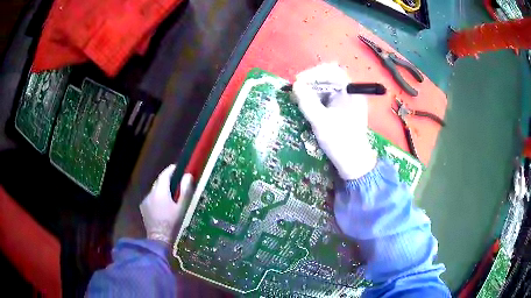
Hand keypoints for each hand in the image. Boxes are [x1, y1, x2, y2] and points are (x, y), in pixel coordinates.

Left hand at [140, 165, 193, 244]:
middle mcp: (150, 193)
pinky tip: (162, 206)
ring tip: (171, 195)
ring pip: (154, 190)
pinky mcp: (143, 208)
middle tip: (177, 181)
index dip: (171, 170)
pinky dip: (157, 198)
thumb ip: (185, 191)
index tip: (178, 168)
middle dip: (167, 179)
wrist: (159, 239)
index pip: (164, 174)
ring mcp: (145, 201)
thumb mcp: (182, 207)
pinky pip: (151, 198)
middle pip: (159, 182)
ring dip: (162, 190)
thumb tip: (188, 176)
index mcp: (160, 191)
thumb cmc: (173, 223)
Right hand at [292, 63, 376, 179]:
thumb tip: (295, 86)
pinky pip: (327, 97)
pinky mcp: (342, 109)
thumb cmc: (340, 142)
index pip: (332, 71)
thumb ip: (307, 102)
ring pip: (326, 87)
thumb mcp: (320, 122)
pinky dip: (315, 99)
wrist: (353, 163)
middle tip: (296, 90)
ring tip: (298, 98)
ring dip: (311, 90)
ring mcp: (346, 101)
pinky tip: (306, 105)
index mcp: (351, 92)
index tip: (299, 81)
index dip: (314, 73)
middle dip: (311, 82)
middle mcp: (350, 93)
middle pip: (329, 78)